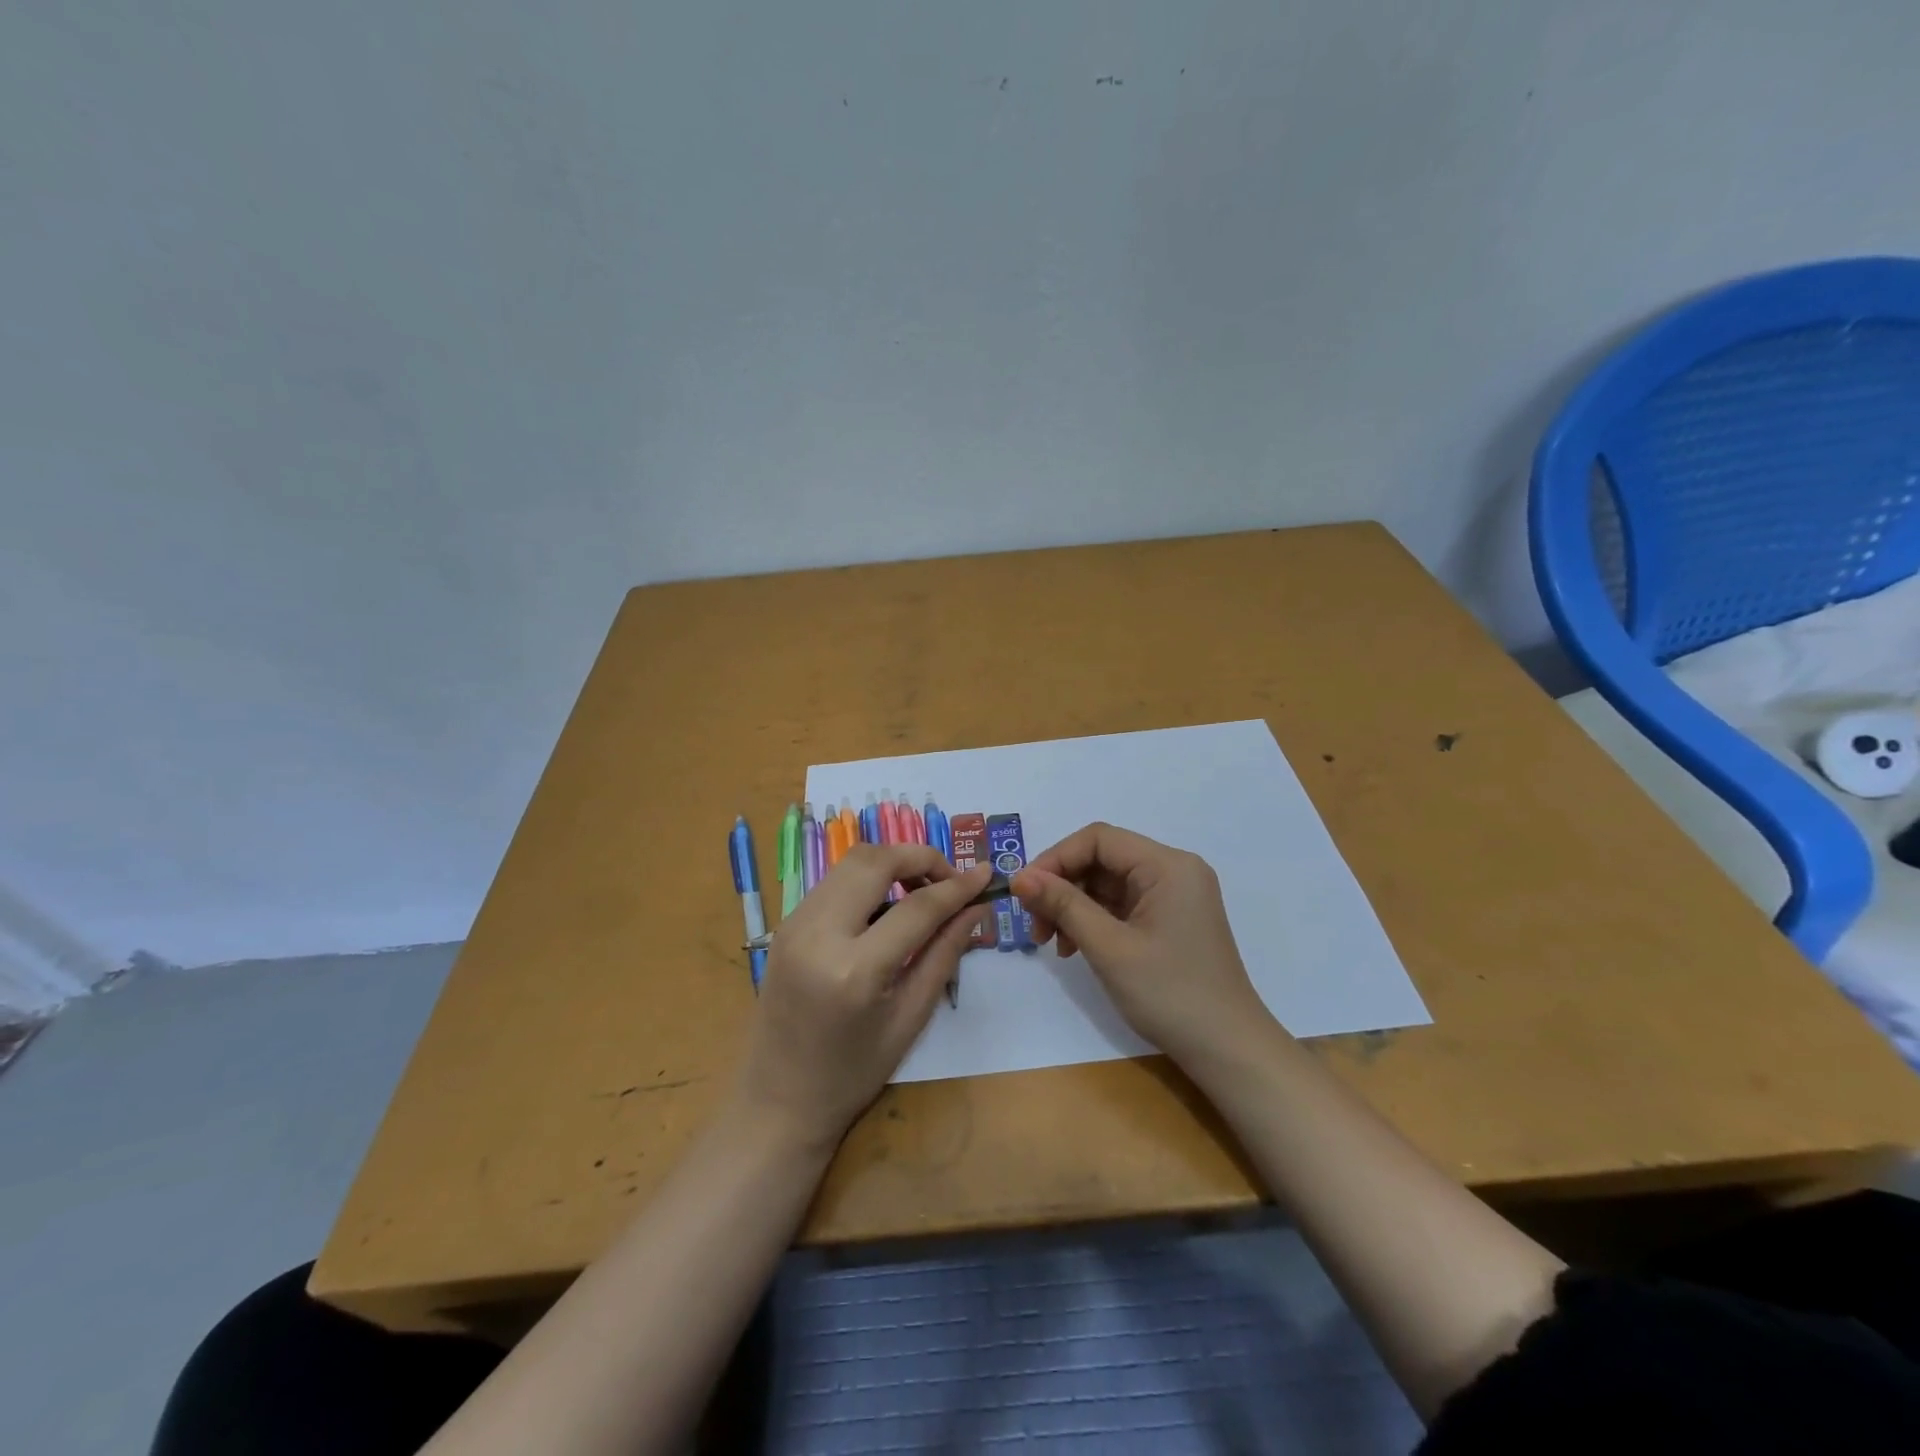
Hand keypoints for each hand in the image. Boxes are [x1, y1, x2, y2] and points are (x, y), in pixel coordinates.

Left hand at [736, 845, 990, 1149]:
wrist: (777, 1101)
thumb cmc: (852, 1074)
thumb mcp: (910, 1018)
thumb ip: (944, 954)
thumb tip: (976, 908)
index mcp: (854, 970)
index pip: (917, 907)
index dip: (957, 886)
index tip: (986, 874)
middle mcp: (818, 933)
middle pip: (876, 861)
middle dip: (921, 857)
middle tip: (950, 880)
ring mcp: (794, 924)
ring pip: (851, 862)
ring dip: (893, 864)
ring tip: (922, 891)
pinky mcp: (785, 924)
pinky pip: (834, 881)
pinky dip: (868, 879)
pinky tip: (887, 905)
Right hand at [1011, 822, 1270, 1065]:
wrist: (1228, 1051)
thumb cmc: (1170, 994)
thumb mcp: (1109, 947)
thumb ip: (1063, 905)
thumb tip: (1019, 877)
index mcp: (1167, 865)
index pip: (1098, 839)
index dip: (1055, 859)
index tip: (1023, 893)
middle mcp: (1173, 871)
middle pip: (1102, 859)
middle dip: (1062, 887)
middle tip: (1034, 925)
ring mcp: (1174, 896)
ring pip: (1107, 884)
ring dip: (1073, 907)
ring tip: (1051, 943)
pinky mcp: (1170, 920)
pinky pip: (1121, 905)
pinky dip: (1093, 921)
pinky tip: (1074, 948)